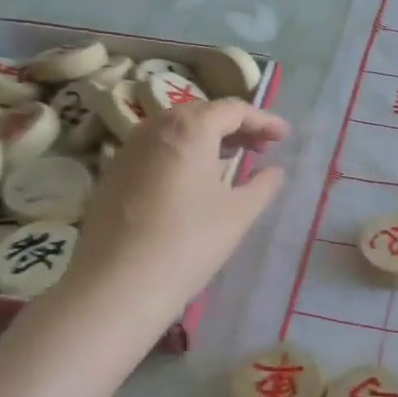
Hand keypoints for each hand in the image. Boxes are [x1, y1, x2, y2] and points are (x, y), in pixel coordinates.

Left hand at [52, 99, 289, 328]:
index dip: (263, 120)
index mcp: (189, 129)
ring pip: (175, 131)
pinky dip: (182, 154)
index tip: (284, 135)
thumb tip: (273, 171)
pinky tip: (194, 180)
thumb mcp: (238, 214)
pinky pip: (156, 150)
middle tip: (262, 146)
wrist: (117, 286)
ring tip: (232, 159)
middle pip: (201, 114)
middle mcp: (155, 128)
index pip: (233, 110)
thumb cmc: (188, 243)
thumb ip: (262, 185)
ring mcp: (128, 150)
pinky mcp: (113, 175)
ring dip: (207, 139)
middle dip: (235, 126)